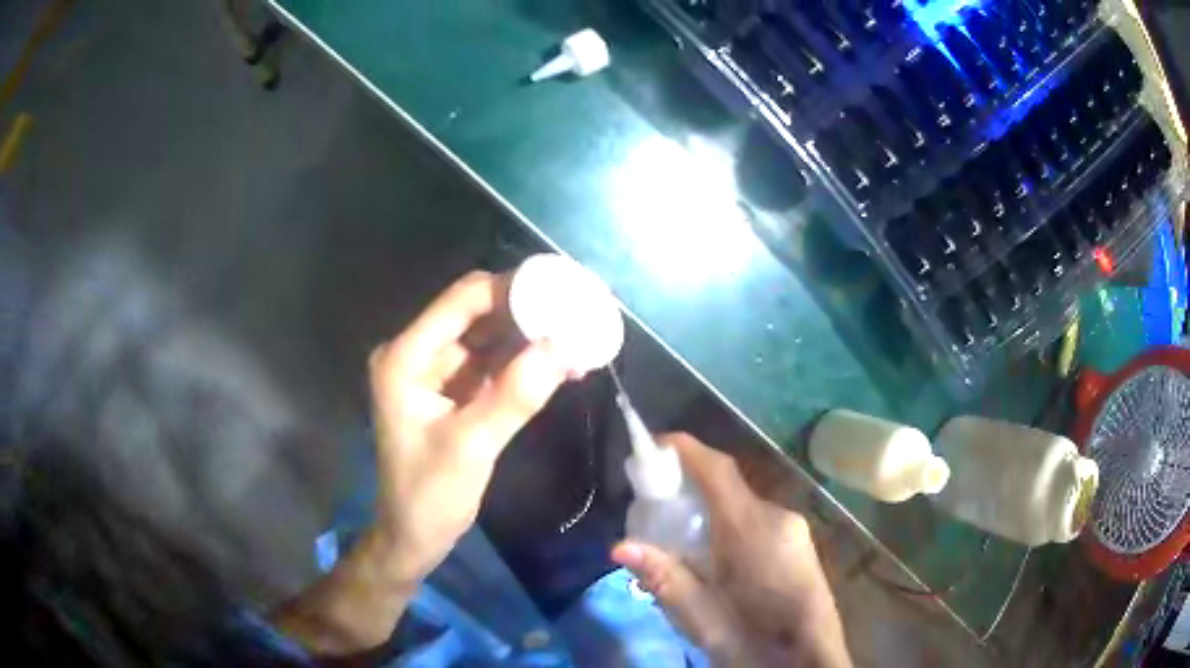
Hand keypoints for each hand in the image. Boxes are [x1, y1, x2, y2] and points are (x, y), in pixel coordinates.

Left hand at [273, 271, 571, 654]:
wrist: (413, 536)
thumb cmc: (429, 496)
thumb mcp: (471, 447)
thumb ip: (515, 395)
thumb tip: (565, 346)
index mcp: (406, 357)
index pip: (463, 301)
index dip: (513, 289)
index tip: (563, 291)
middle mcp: (417, 353)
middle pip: (477, 312)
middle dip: (527, 310)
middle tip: (577, 311)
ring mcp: (435, 372)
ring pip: (489, 335)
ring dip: (530, 336)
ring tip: (578, 336)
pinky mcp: (452, 390)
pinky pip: (492, 363)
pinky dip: (523, 361)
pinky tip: (559, 364)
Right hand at [612, 434, 850, 667]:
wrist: (806, 661)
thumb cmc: (751, 639)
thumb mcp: (701, 617)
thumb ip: (664, 578)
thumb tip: (619, 547)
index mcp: (751, 528)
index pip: (717, 469)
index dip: (684, 449)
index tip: (650, 447)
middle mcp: (777, 516)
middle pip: (728, 485)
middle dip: (690, 484)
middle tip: (653, 504)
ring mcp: (794, 529)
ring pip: (743, 504)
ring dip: (710, 508)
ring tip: (681, 537)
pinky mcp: (800, 544)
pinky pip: (758, 520)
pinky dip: (730, 524)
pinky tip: (717, 557)